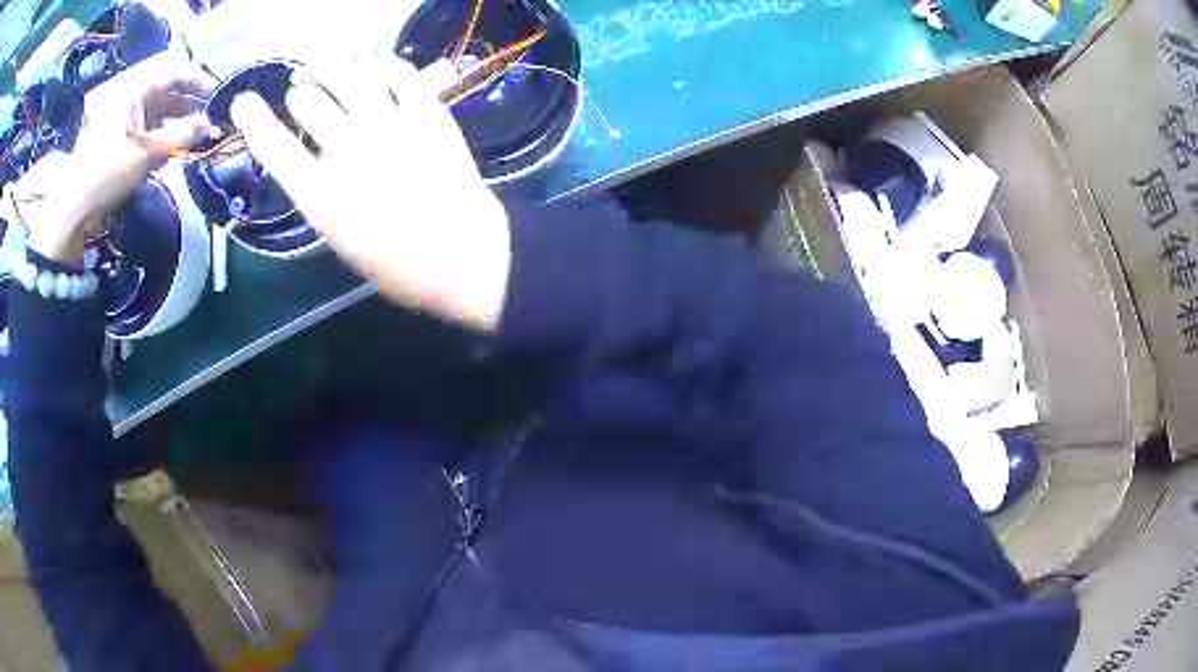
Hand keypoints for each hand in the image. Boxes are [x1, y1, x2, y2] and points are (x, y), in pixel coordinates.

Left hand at [25, 50, 216, 265]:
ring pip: (155, 103)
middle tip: (207, 117)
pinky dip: (159, 127)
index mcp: (134, 85)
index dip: (199, 82)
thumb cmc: (108, 174)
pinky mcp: (114, 128)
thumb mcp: (148, 154)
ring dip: (175, 116)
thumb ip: (182, 135)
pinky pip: (143, 118)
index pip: (176, 70)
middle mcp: (128, 89)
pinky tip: (169, 141)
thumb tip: (209, 126)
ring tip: (192, 131)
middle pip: (165, 85)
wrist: (73, 208)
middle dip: (188, 101)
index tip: (216, 98)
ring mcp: (119, 109)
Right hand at [231, 53, 510, 331]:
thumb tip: (315, 155)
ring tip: (326, 64)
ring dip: (330, 64)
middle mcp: (348, 151)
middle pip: (307, 98)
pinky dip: (379, 61)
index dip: (253, 119)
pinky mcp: (426, 111)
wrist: (462, 255)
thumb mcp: (340, 238)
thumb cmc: (397, 263)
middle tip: (304, 89)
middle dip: (300, 92)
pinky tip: (372, 62)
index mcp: (320, 195)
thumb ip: (320, 192)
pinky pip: (396, 69)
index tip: (243, 102)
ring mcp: (389, 125)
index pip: (273, 145)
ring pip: (347, 73)